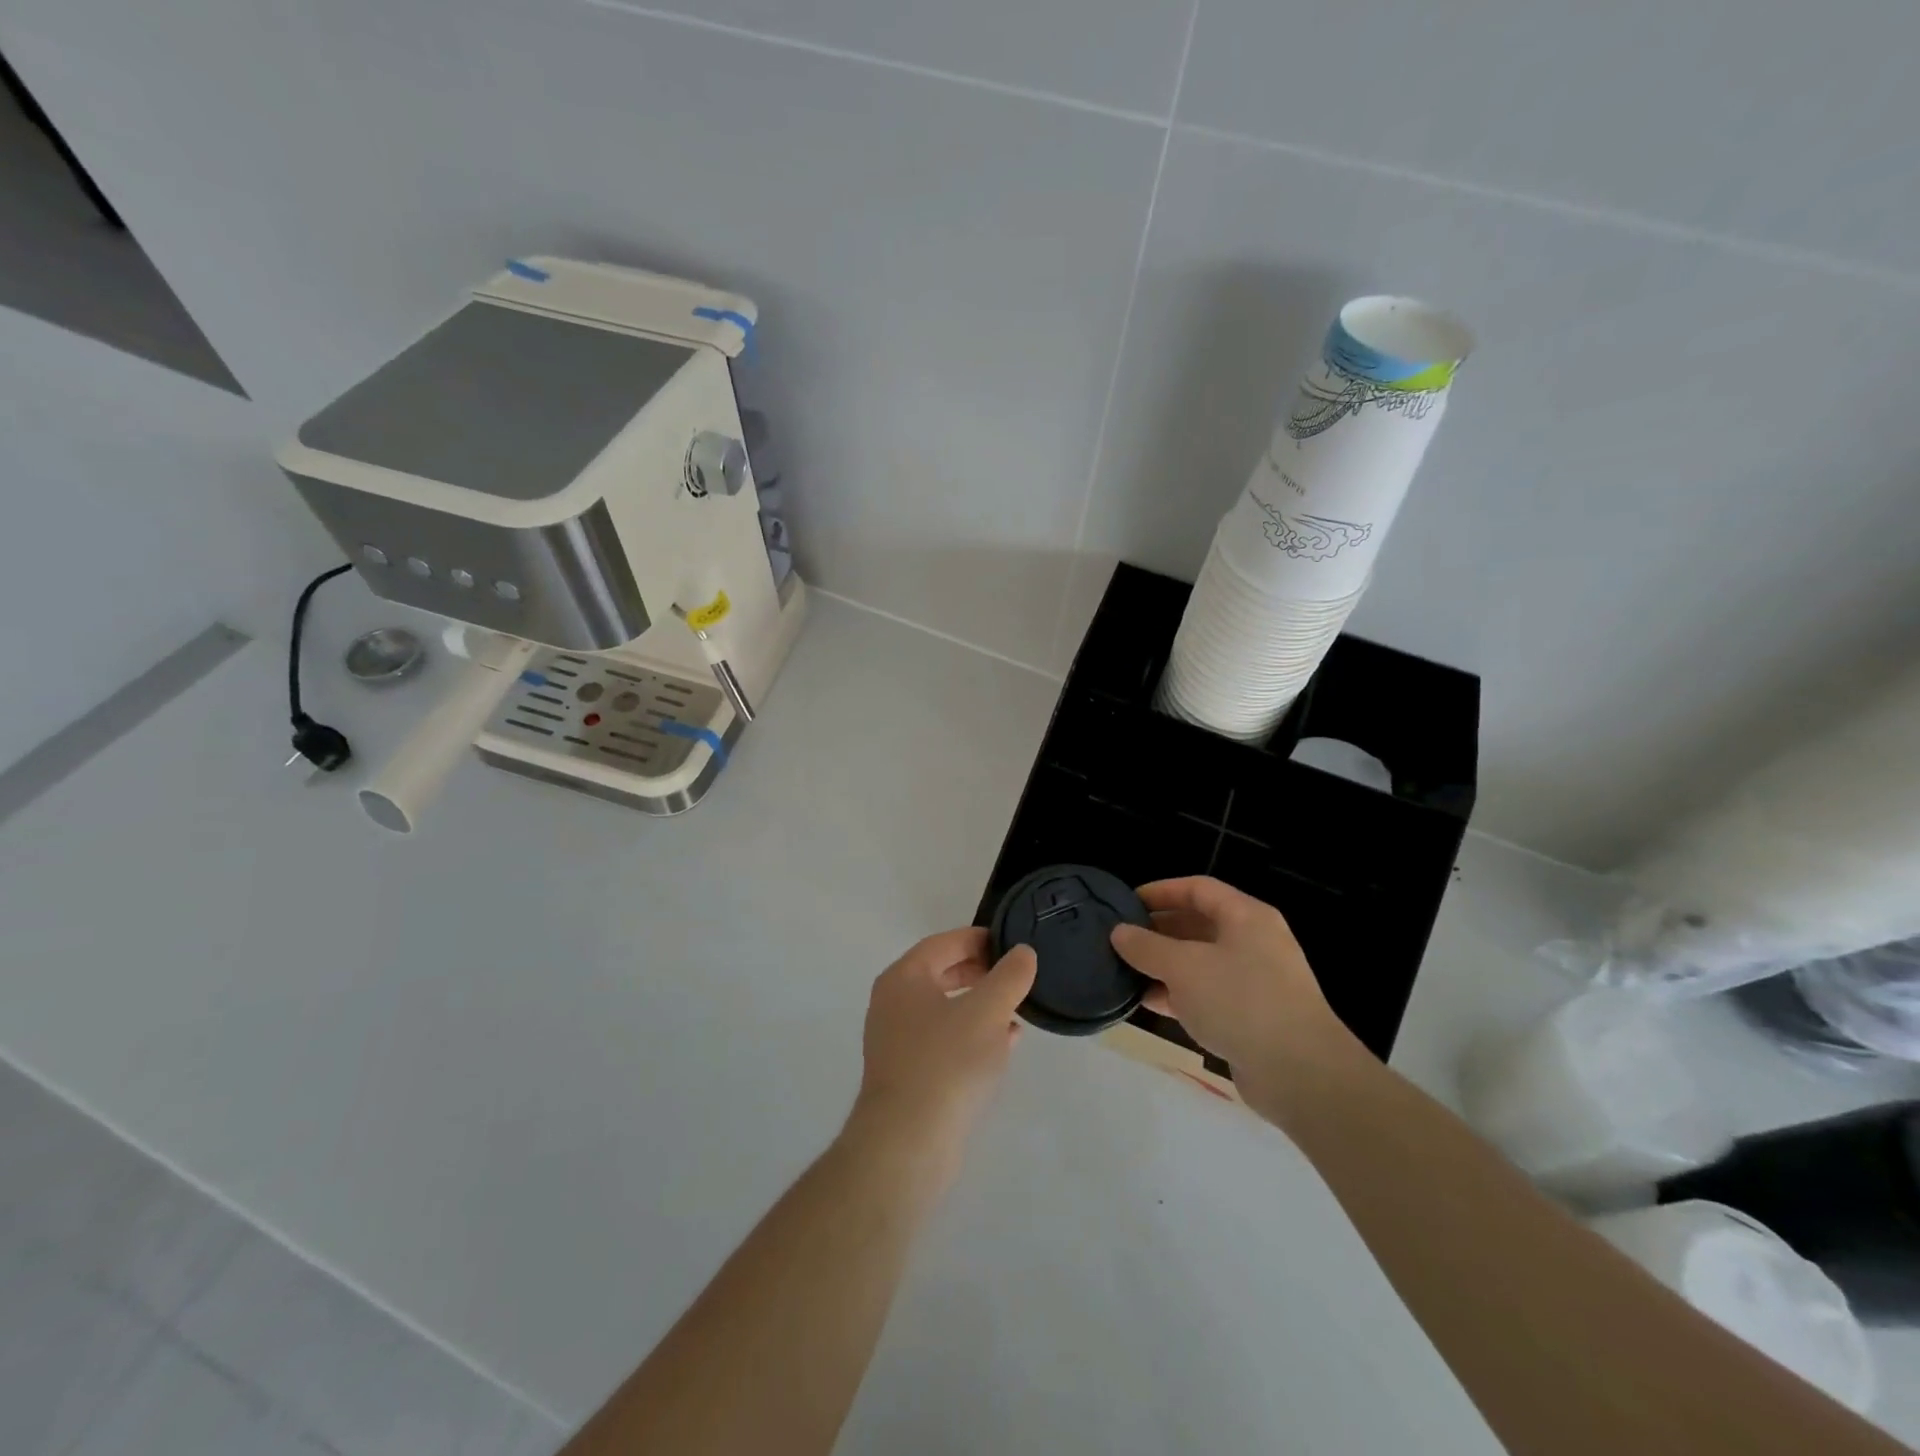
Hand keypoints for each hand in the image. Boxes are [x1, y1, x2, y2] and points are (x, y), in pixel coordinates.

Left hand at [848, 928, 1036, 1175]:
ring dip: (980, 1005)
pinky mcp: (908, 1072)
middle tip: (1016, 975)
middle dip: (982, 973)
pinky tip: (1003, 1045)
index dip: (980, 939)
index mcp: (904, 977)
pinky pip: (944, 1040)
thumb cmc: (946, 1063)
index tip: (1013, 943)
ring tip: (1016, 1010)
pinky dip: (971, 1035)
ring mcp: (897, 1040)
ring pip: (945, 1008)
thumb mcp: (987, 1011)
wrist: (907, 1143)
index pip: (945, 943)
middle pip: (942, 973)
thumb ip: (1009, 976)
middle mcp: (893, 1003)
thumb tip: (1022, 952)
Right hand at [1110, 877, 1361, 1105]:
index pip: (1197, 889)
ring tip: (1127, 971)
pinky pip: (1208, 994)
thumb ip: (1147, 947)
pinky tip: (1150, 1003)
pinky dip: (1180, 995)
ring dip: (1165, 965)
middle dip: (1159, 931)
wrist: (1300, 1074)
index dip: (1160, 891)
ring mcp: (1256, 981)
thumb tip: (1119, 932)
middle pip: (1199, 924)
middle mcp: (1254, 942)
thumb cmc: (1240, 1001)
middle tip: (1122, 939)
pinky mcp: (1252, 1017)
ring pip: (1201, 962)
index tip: (1126, 903)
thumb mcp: (1183, 967)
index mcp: (1246, 917)